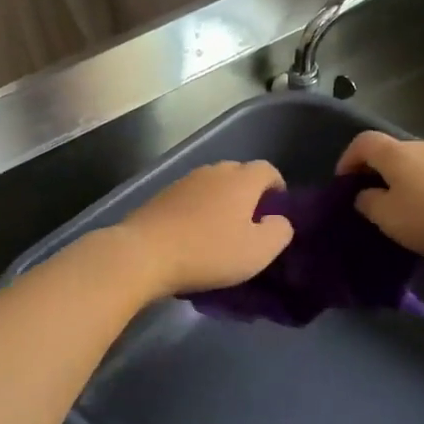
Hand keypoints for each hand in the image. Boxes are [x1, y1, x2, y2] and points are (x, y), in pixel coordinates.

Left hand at [115, 160, 294, 296]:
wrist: (144, 253)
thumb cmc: (209, 251)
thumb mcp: (258, 251)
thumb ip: (279, 232)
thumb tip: (279, 220)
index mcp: (241, 179)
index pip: (268, 170)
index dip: (277, 187)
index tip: (277, 211)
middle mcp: (213, 171)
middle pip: (239, 173)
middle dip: (249, 193)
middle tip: (250, 223)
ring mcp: (184, 181)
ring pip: (212, 185)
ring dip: (221, 201)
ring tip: (221, 229)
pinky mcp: (162, 195)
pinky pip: (190, 197)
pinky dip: (198, 209)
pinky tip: (193, 233)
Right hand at [336, 132, 423, 261]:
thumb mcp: (389, 217)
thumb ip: (368, 203)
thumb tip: (364, 195)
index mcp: (396, 154)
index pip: (362, 143)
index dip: (346, 160)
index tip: (342, 185)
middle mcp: (421, 149)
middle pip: (389, 155)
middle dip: (375, 177)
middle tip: (368, 205)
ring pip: (414, 170)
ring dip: (402, 190)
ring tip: (400, 219)